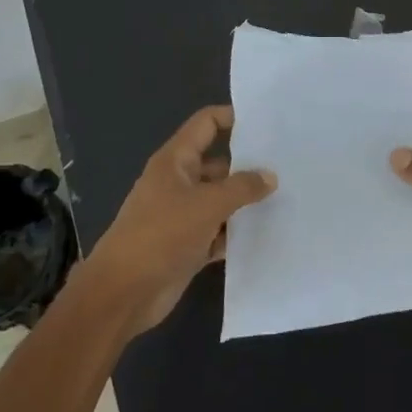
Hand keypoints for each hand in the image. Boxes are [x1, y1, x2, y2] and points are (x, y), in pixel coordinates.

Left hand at [89, 106, 276, 333]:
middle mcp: (178, 182)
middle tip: (288, 165)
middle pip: (219, 163)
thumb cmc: (161, 235)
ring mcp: (182, 215)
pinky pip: (219, 231)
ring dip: (246, 202)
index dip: (233, 117)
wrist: (123, 293)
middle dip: (249, 164)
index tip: (268, 123)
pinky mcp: (188, 244)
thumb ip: (242, 188)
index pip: (206, 124)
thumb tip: (270, 176)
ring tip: (287, 197)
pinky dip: (237, 232)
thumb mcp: (207, 205)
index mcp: (175, 161)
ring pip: (221, 200)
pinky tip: (267, 233)